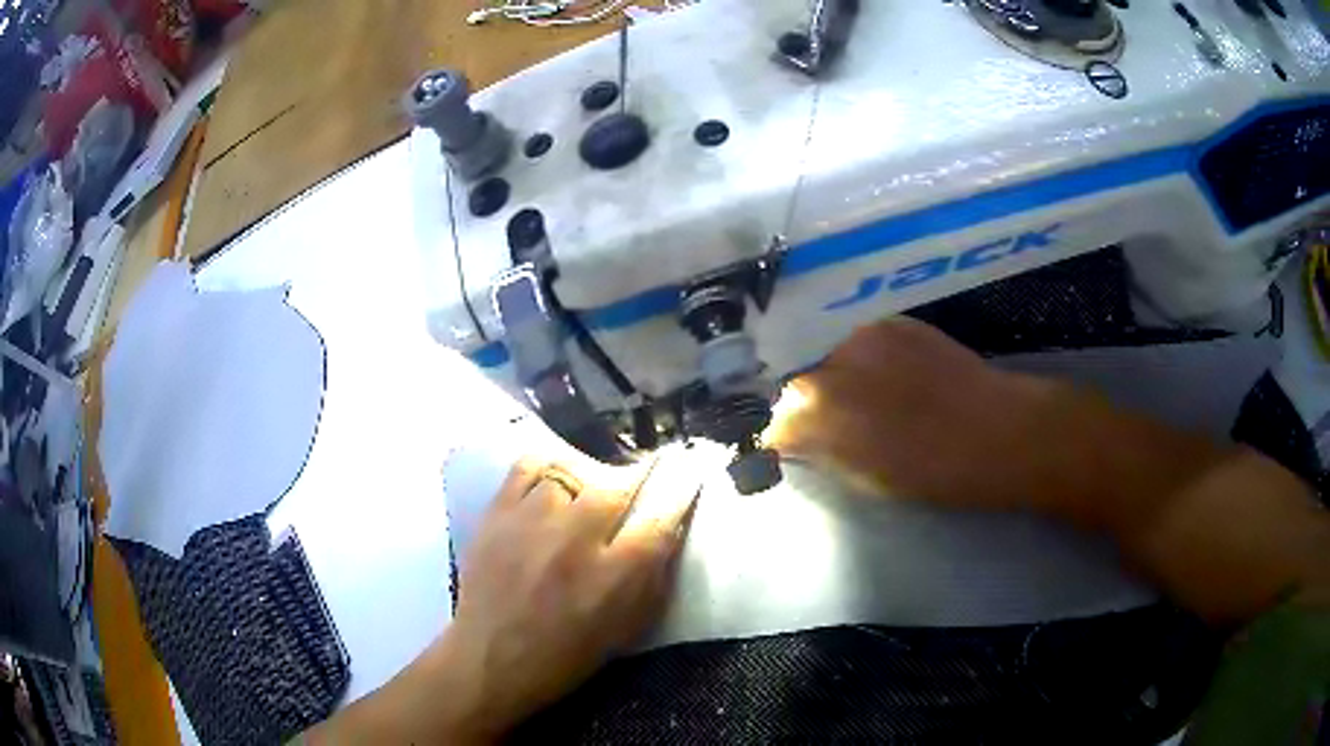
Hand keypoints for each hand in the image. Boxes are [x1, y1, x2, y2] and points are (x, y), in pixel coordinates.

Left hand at [437, 455, 699, 739]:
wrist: (490, 659)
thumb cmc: (566, 655)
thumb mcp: (627, 628)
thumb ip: (653, 578)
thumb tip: (669, 528)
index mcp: (615, 577)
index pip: (662, 514)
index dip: (679, 486)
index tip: (685, 472)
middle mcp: (576, 540)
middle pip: (618, 483)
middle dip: (636, 480)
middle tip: (634, 488)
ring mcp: (532, 521)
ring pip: (572, 471)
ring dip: (588, 481)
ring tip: (586, 496)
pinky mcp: (497, 513)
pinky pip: (528, 466)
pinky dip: (547, 469)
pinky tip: (552, 485)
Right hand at [764, 318, 1055, 510]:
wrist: (998, 430)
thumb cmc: (933, 473)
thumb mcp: (867, 478)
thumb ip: (823, 454)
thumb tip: (799, 442)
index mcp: (820, 416)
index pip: (773, 423)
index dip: (779, 438)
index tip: (788, 447)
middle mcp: (831, 366)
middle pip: (793, 383)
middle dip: (799, 405)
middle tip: (822, 423)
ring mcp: (861, 337)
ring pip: (824, 356)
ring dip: (830, 376)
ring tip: (856, 396)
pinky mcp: (890, 322)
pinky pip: (856, 340)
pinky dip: (857, 358)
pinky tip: (881, 376)